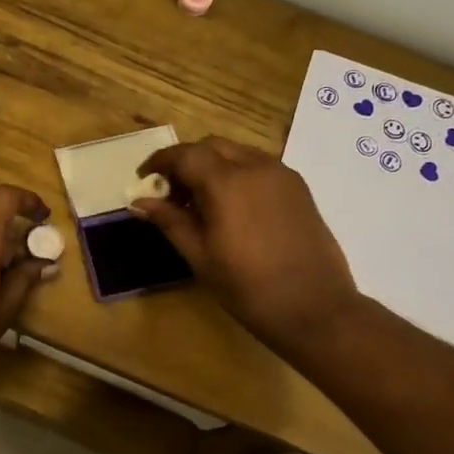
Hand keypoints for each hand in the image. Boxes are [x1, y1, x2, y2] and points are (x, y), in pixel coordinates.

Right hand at [131, 137, 360, 359]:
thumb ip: (170, 221)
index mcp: (226, 182)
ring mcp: (282, 174)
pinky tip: (232, 208)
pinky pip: (259, 167)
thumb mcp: (200, 256)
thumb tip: (140, 202)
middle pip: (211, 146)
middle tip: (171, 194)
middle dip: (186, 161)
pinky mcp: (299, 188)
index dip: (159, 162)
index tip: (143, 179)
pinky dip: (237, 174)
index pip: (184, 154)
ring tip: (201, 203)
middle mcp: (255, 166)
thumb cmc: (247, 287)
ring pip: (237, 153)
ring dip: (213, 166)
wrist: (314, 307)